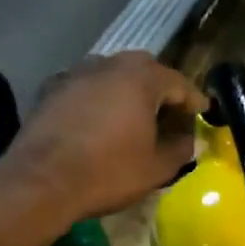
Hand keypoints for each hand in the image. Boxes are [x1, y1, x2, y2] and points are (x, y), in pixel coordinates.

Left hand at [4, 53, 208, 223]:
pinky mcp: (50, 89)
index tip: (203, 114)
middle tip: (169, 115)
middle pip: (144, 71)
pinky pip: (85, 88)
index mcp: (141, 78)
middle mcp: (109, 64)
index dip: (194, 100)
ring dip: (126, 92)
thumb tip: (190, 140)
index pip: (178, 82)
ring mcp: (76, 73)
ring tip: (133, 117)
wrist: (41, 181)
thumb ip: (180, 149)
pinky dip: (97, 100)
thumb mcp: (155, 168)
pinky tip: (98, 121)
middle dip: (160, 90)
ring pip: (111, 76)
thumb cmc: (107, 172)